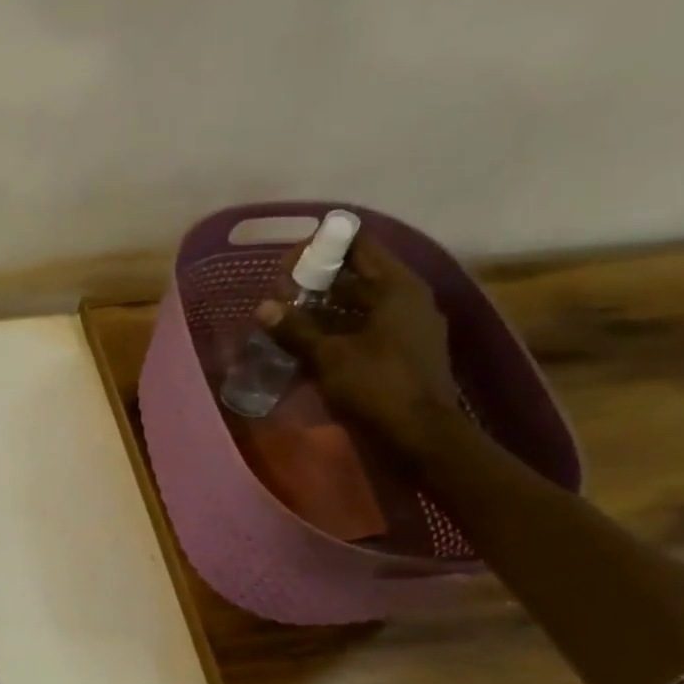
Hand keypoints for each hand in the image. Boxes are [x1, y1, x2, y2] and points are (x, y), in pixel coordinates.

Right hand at [258, 236, 464, 456]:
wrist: (420, 438)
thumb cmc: (377, 387)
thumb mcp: (328, 357)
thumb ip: (295, 329)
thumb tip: (263, 307)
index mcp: (397, 288)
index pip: (360, 245)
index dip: (324, 245)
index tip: (288, 258)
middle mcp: (408, 300)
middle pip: (358, 276)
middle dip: (318, 280)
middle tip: (278, 290)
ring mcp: (408, 328)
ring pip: (360, 305)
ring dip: (325, 308)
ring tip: (287, 316)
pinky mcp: (402, 353)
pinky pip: (365, 329)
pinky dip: (338, 330)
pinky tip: (309, 343)